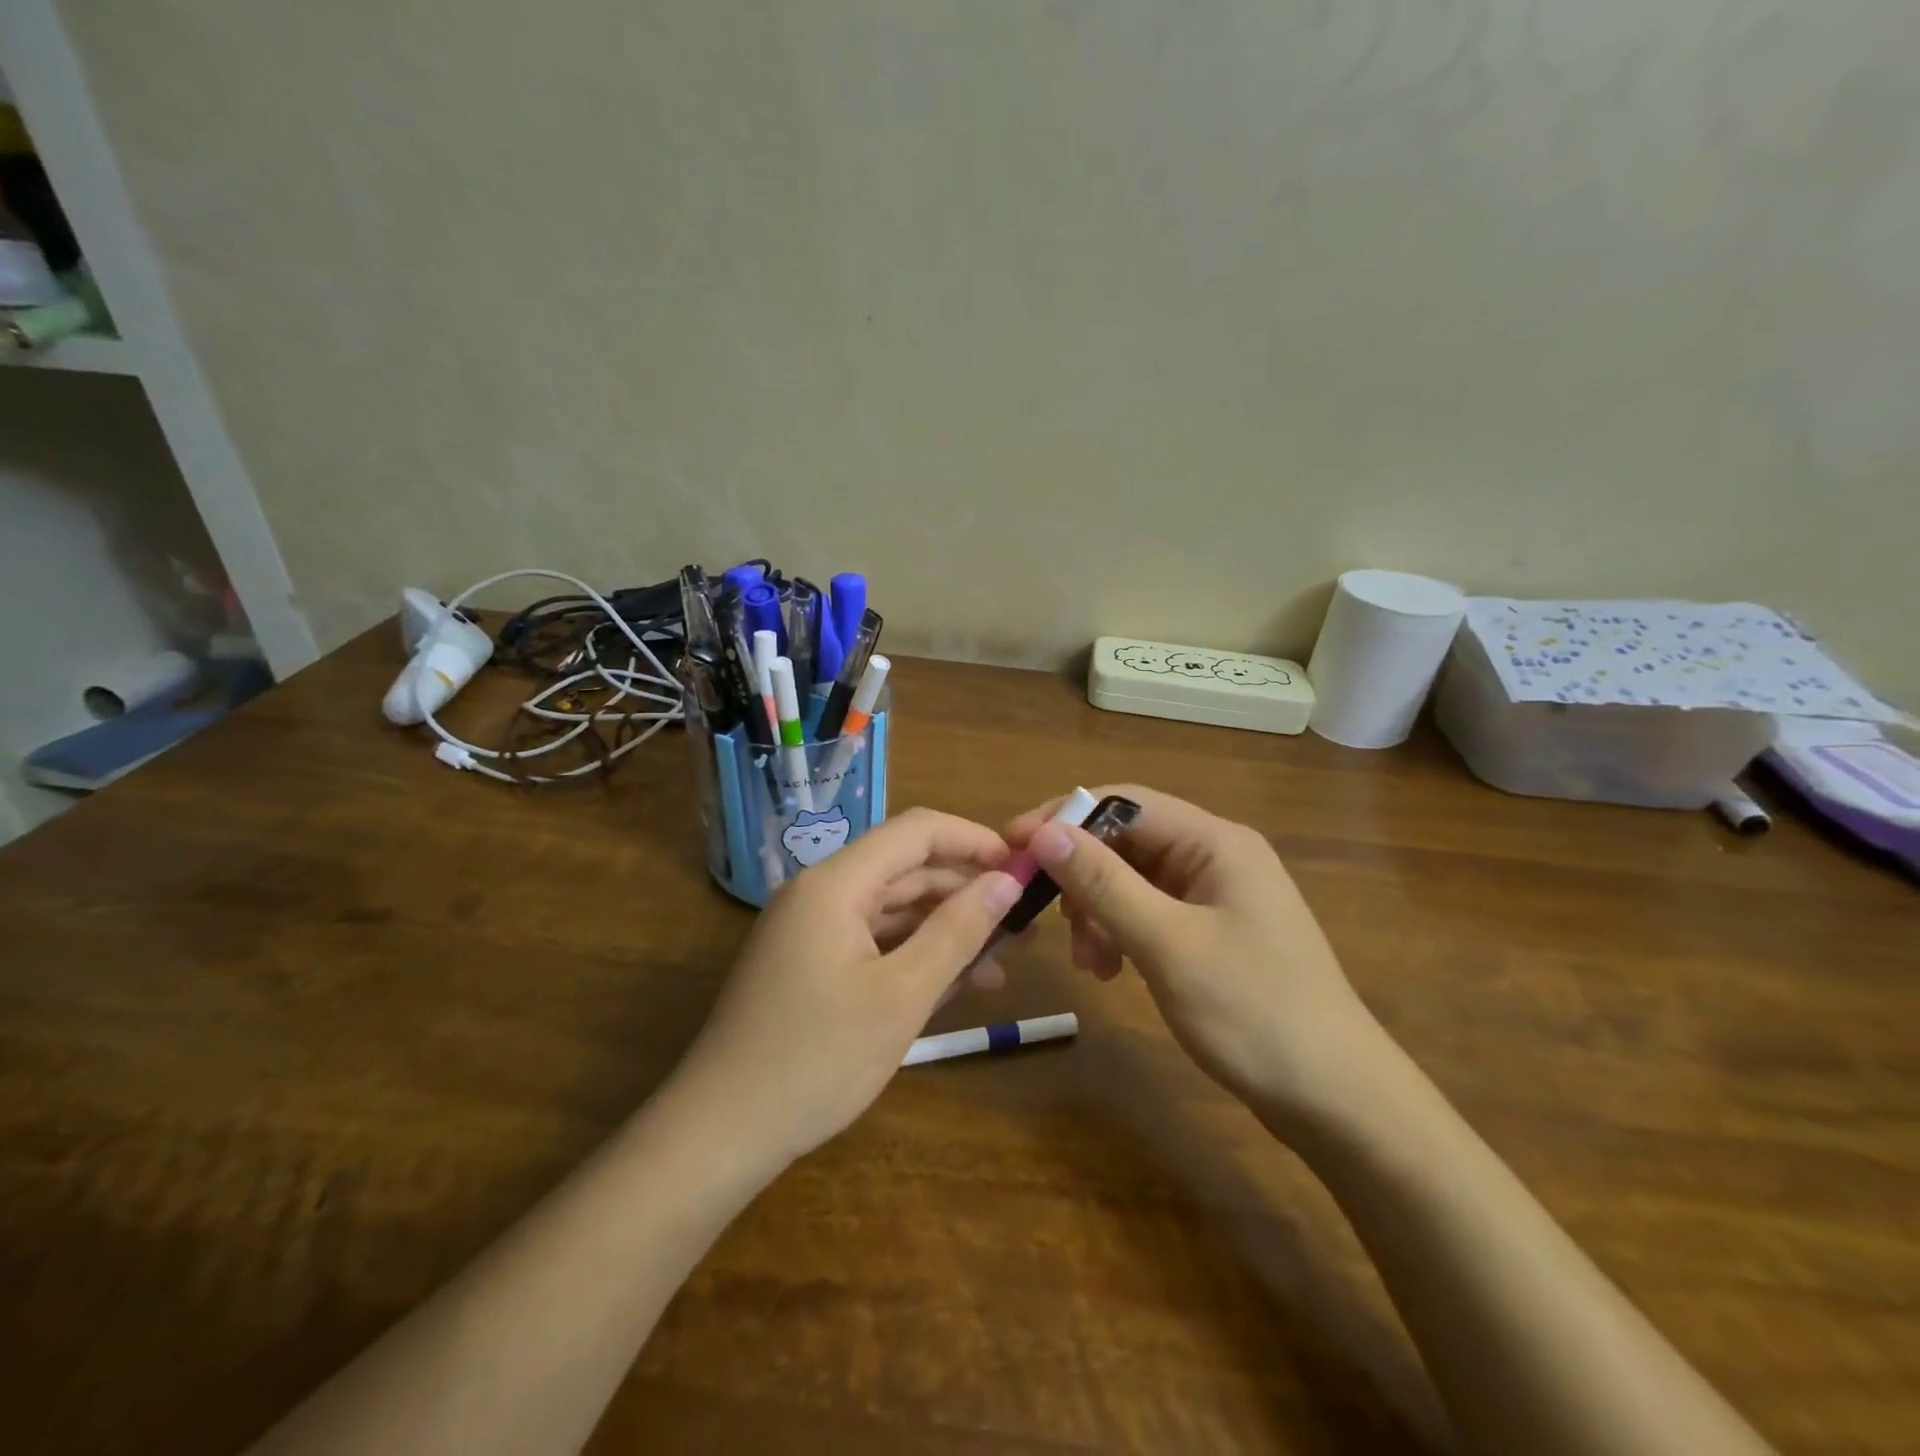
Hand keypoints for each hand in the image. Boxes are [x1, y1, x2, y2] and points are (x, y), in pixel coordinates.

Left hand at [673, 808, 1022, 1167]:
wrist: (720, 1134)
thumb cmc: (816, 1060)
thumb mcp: (902, 996)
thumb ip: (957, 932)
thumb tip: (1007, 881)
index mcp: (835, 883)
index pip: (916, 831)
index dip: (973, 840)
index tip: (1022, 869)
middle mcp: (820, 893)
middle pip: (906, 870)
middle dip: (966, 891)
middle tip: (1023, 926)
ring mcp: (811, 929)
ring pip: (893, 909)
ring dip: (945, 929)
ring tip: (1002, 962)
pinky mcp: (810, 963)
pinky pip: (873, 941)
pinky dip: (914, 955)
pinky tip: (954, 984)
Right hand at [1007, 786, 1389, 1130]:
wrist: (1337, 1100)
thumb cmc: (1253, 1012)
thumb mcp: (1168, 944)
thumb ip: (1104, 883)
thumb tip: (1044, 832)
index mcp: (1215, 841)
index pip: (1123, 803)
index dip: (1063, 818)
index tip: (1013, 846)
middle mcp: (1216, 856)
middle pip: (1126, 841)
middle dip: (1082, 876)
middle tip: (1047, 916)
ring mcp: (1216, 896)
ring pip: (1133, 881)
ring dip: (1098, 910)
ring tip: (1088, 962)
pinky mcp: (1212, 932)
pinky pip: (1150, 913)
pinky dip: (1121, 933)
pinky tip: (1110, 970)